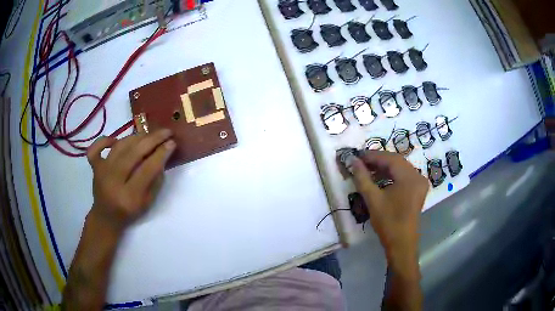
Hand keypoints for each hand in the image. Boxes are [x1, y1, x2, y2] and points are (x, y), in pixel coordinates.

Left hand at [86, 129, 175, 230]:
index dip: (161, 154)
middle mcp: (113, 181)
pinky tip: (115, 140)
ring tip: (149, 134)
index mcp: (129, 196)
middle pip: (133, 153)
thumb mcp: (148, 203)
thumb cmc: (129, 212)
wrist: (106, 217)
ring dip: (136, 137)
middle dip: (153, 140)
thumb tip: (162, 156)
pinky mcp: (94, 167)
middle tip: (166, 132)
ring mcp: (102, 172)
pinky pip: (96, 148)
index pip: (147, 169)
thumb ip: (155, 181)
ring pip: (120, 146)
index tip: (172, 143)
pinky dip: (104, 140)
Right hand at [351, 150, 428, 258]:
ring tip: (368, 169)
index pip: (390, 158)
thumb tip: (353, 161)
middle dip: (378, 160)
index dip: (373, 156)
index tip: (357, 156)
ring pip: (401, 168)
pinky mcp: (418, 190)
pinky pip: (404, 176)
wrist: (401, 243)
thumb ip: (362, 178)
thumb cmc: (388, 222)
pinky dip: (392, 174)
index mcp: (410, 177)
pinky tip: (381, 178)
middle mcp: (418, 176)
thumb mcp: (373, 199)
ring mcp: (420, 183)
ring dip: (385, 167)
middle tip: (361, 162)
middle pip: (397, 161)